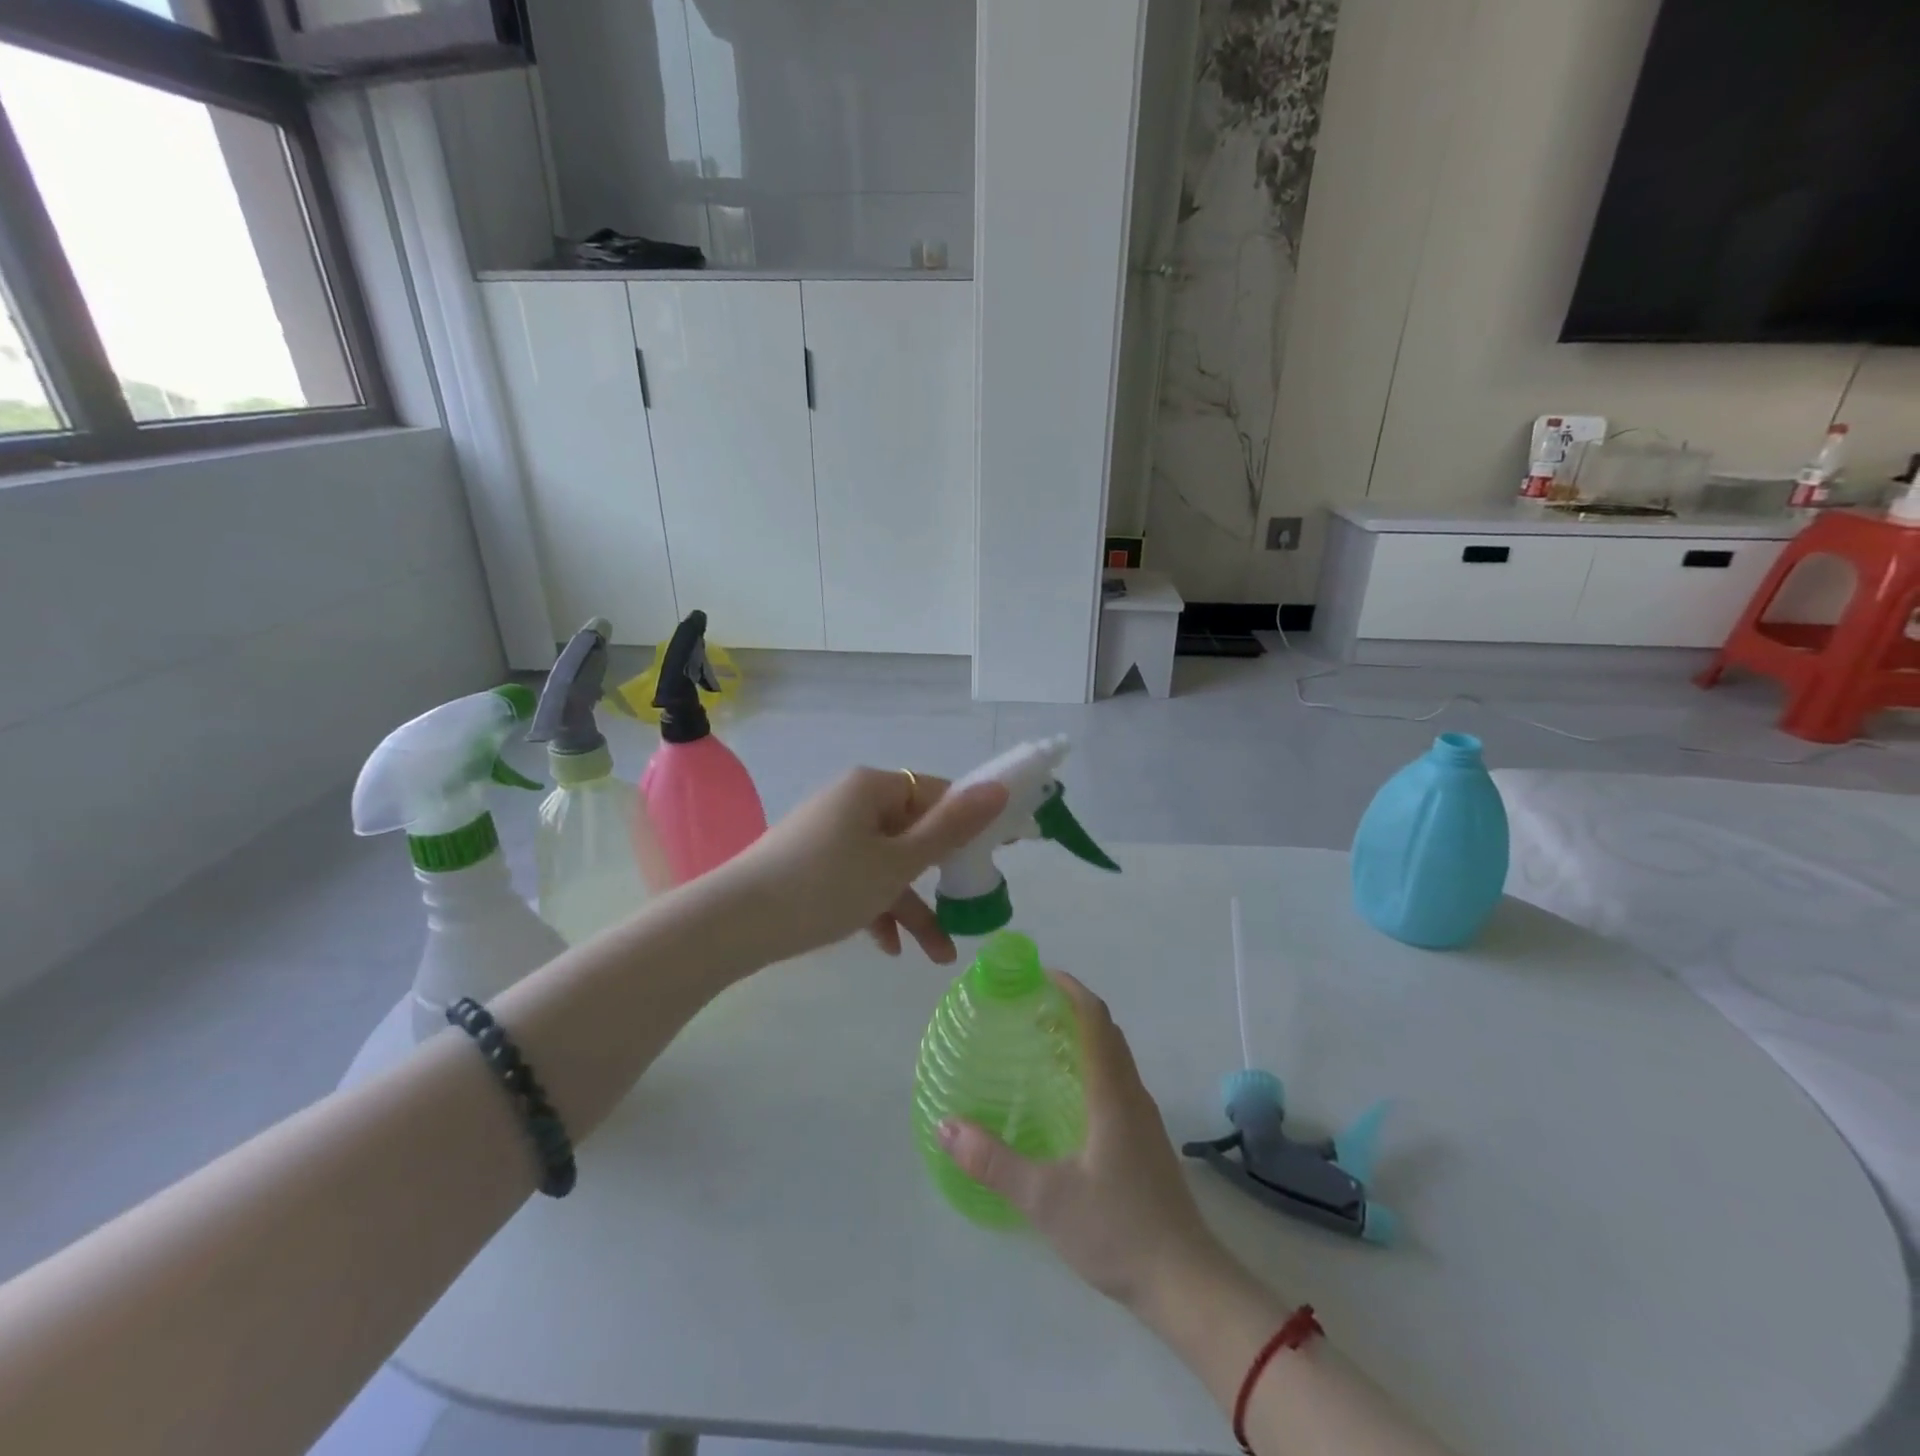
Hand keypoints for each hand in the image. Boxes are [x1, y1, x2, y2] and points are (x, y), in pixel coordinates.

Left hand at [713, 768, 1007, 967]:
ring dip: (912, 906)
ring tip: (938, 955)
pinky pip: (858, 879)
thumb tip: (1000, 788)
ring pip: (886, 865)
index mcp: (873, 788)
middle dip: (941, 878)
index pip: (937, 793)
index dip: (970, 823)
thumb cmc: (826, 885)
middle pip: (913, 833)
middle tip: (970, 906)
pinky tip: (888, 949)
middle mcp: (852, 802)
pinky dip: (876, 909)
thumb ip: (951, 829)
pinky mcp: (812, 864)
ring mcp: (830, 835)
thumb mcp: (897, 863)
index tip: (995, 858)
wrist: (734, 924)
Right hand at [937, 973, 1229, 1313]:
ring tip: (1040, 1043)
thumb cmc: (1117, 1230)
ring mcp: (1143, 1119)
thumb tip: (945, 1126)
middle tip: (1028, 1006)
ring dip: (1083, 1036)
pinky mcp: (1144, 1142)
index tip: (1038, 974)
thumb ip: (993, 1162)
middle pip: (1106, 1031)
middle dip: (1071, 1008)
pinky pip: (1116, 1081)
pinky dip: (1091, 1065)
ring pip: (1113, 1057)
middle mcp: (1132, 1095)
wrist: (1186, 1284)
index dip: (1070, 989)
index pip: (1095, 1019)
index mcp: (1112, 1093)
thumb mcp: (1045, 1199)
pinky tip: (1065, 1096)